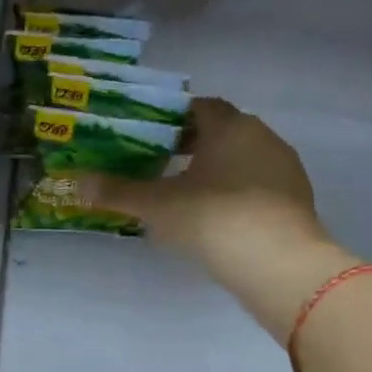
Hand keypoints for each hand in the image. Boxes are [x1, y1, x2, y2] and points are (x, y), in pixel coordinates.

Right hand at [85, 99, 355, 337]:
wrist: (278, 264)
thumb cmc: (211, 218)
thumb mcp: (155, 205)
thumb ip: (116, 191)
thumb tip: (75, 182)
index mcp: (230, 126)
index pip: (199, 107)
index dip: (172, 118)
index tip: (148, 134)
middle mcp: (262, 137)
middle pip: (221, 131)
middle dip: (190, 144)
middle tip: (158, 162)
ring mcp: (284, 169)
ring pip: (241, 158)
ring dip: (214, 169)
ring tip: (183, 191)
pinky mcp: (296, 200)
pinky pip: (257, 185)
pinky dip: (234, 192)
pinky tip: (215, 216)